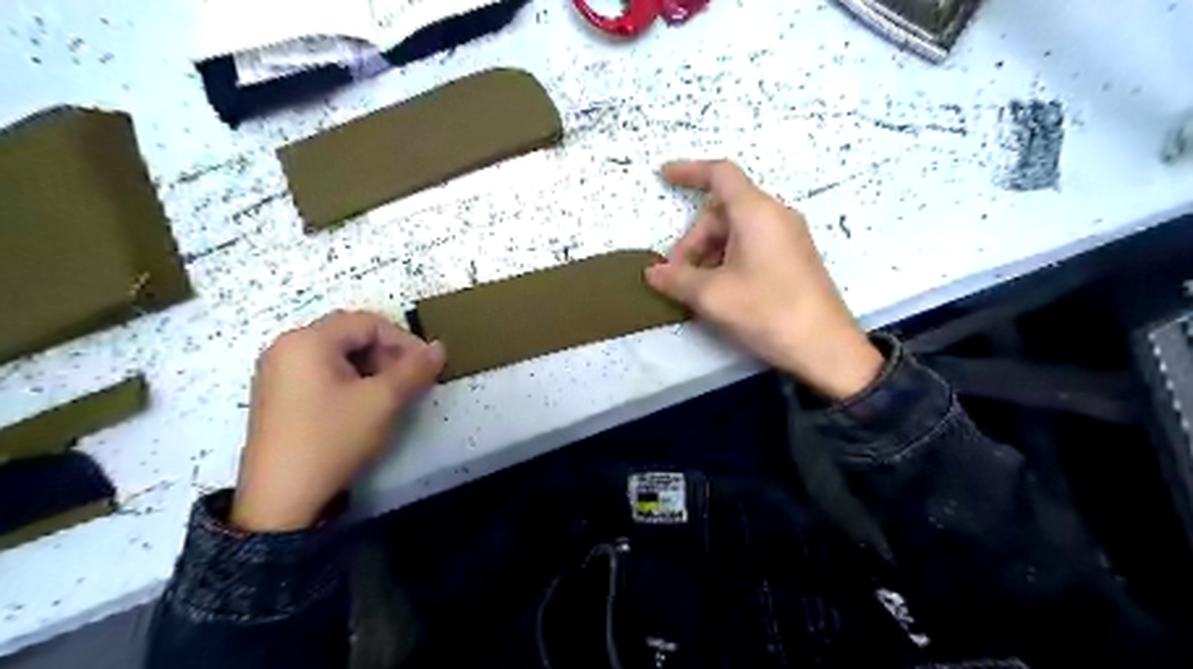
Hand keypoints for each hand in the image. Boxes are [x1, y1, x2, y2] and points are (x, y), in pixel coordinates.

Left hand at [231, 308, 444, 531]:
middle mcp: (286, 347)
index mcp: (307, 341)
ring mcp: (277, 373)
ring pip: (338, 355)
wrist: (282, 499)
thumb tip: (440, 347)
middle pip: (351, 335)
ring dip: (373, 368)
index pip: (368, 323)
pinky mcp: (278, 396)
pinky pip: (322, 373)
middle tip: (410, 381)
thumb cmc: (333, 438)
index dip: (404, 340)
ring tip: (391, 395)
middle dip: (388, 354)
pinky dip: (351, 381)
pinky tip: (364, 406)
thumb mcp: (383, 401)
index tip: (426, 366)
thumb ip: (415, 369)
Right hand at [643, 159, 882, 402]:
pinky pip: (752, 246)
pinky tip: (719, 291)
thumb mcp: (712, 296)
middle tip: (677, 276)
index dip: (689, 171)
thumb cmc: (767, 311)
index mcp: (756, 212)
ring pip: (736, 231)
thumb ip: (676, 279)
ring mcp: (788, 237)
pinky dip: (728, 260)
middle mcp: (775, 216)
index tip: (663, 176)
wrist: (825, 348)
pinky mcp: (794, 258)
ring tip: (696, 289)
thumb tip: (653, 273)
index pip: (719, 175)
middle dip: (693, 239)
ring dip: (708, 254)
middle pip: (722, 211)